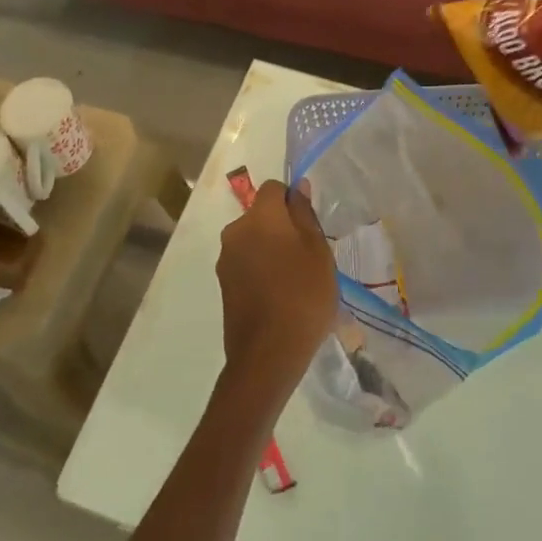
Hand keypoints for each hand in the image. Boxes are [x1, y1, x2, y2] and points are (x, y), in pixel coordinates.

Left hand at [216, 181, 337, 392]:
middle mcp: (236, 231)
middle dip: (282, 227)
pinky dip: (261, 269)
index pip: (274, 189)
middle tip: (308, 255)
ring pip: (254, 240)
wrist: (268, 353)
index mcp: (260, 216)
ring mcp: (226, 259)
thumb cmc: (303, 295)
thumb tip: (298, 187)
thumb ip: (305, 214)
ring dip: (271, 249)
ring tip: (295, 279)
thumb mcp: (318, 251)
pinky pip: (246, 263)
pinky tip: (279, 295)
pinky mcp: (223, 283)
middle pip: (262, 215)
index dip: (293, 200)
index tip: (310, 226)